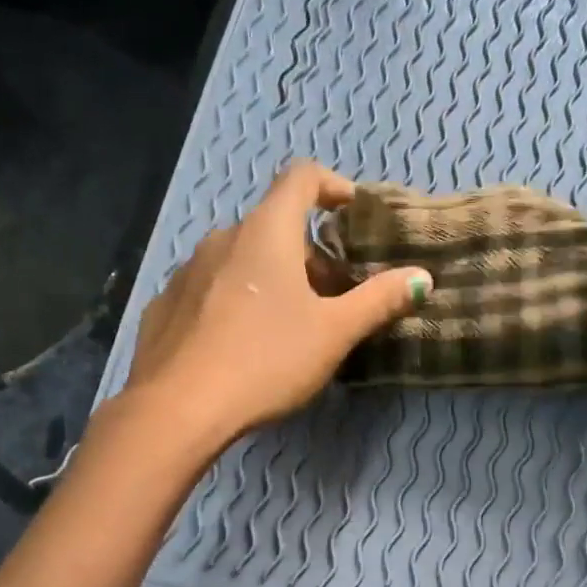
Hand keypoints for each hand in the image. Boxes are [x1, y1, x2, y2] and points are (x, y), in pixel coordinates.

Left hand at [121, 161, 431, 448]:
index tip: (354, 216)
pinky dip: (235, 302)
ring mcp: (186, 272)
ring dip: (271, 280)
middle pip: (274, 228)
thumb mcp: (333, 333)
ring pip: (241, 261)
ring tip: (289, 326)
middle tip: (333, 299)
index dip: (334, 187)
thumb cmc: (265, 360)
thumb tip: (422, 277)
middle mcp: (222, 238)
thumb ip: (379, 301)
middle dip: (310, 256)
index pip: (302, 178)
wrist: (178, 408)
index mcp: (265, 232)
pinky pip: (210, 290)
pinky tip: (242, 345)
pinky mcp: (165, 307)